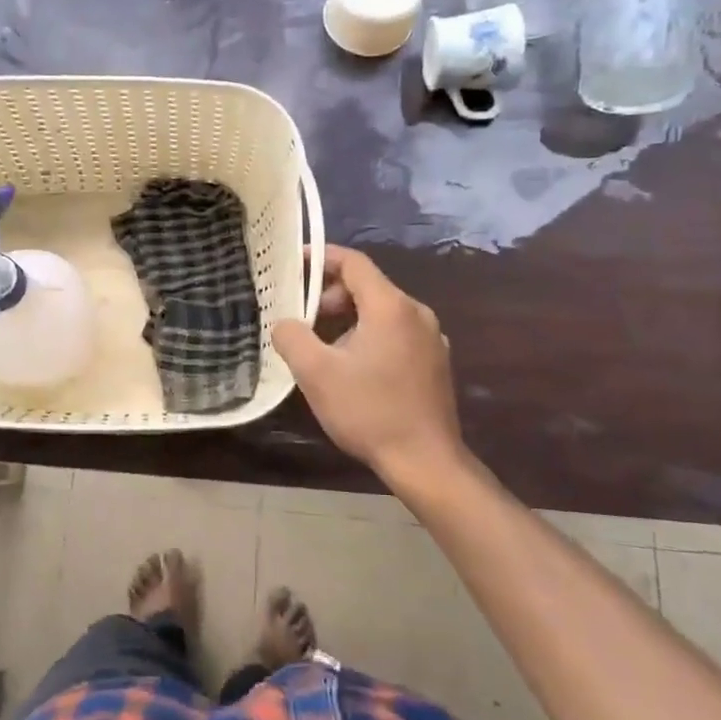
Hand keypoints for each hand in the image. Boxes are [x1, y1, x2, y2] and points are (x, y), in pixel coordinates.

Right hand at [272, 246, 463, 481]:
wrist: (425, 461)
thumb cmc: (369, 411)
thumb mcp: (316, 373)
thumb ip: (292, 337)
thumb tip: (284, 324)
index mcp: (391, 306)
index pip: (354, 263)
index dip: (321, 258)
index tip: (293, 266)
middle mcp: (417, 313)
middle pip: (368, 286)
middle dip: (330, 296)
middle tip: (305, 321)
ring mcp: (432, 338)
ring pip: (382, 312)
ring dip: (349, 320)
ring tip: (324, 350)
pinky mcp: (435, 362)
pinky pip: (396, 334)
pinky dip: (370, 337)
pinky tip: (354, 370)